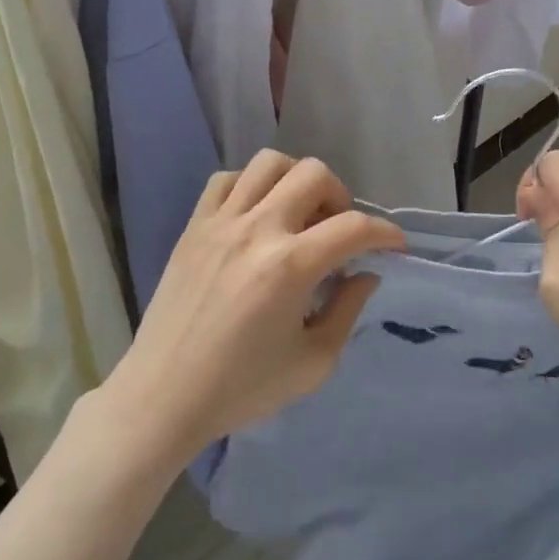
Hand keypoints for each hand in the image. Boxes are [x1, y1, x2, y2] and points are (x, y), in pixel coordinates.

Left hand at [103, 150, 405, 462]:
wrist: (164, 396)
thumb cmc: (242, 388)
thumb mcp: (314, 363)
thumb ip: (348, 310)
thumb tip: (365, 274)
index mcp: (290, 266)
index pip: (354, 227)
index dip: (386, 233)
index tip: (394, 247)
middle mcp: (257, 230)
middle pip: (313, 174)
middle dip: (341, 198)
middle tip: (338, 233)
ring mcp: (220, 222)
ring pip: (268, 163)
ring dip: (296, 181)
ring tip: (298, 216)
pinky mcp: (193, 227)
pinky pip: (226, 180)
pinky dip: (250, 186)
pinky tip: (256, 216)